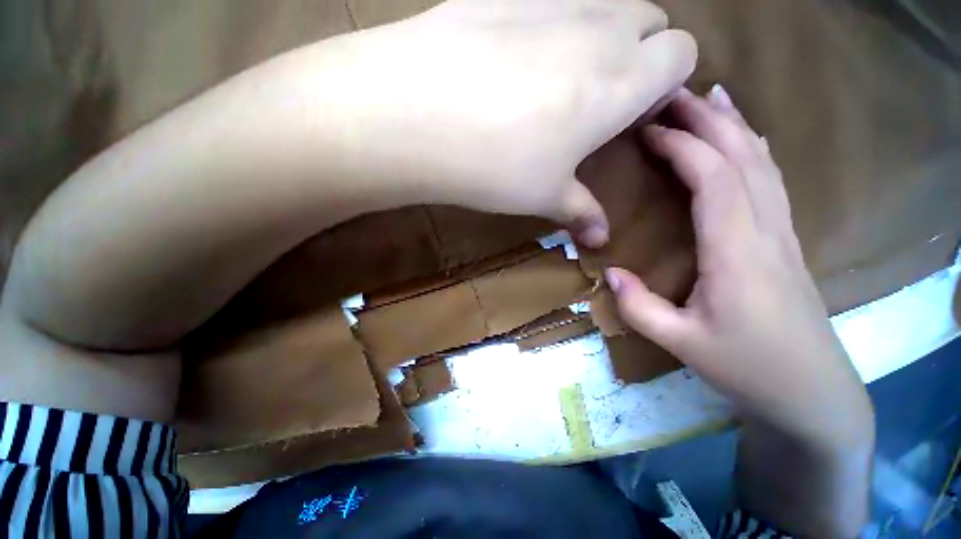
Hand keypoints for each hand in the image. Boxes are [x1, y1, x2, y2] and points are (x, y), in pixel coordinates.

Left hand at [317, 0, 695, 245]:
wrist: (415, 115)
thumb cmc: (496, 165)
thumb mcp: (543, 196)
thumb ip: (581, 213)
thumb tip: (601, 240)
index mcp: (622, 80)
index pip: (683, 53)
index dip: (665, 84)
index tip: (632, 116)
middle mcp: (600, 27)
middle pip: (651, 21)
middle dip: (641, 55)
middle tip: (598, 101)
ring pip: (606, 4)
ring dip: (600, 38)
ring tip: (556, 85)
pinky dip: (552, 27)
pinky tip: (512, 64)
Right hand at [605, 87, 872, 449]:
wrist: (812, 392)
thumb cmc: (749, 369)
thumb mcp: (681, 343)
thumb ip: (639, 308)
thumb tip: (609, 273)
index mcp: (739, 254)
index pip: (714, 179)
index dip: (682, 147)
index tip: (647, 130)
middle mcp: (767, 231)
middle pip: (743, 157)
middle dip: (708, 119)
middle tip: (673, 92)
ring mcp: (782, 232)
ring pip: (762, 162)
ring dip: (734, 125)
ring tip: (710, 96)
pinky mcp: (784, 240)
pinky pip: (769, 180)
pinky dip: (752, 149)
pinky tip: (742, 138)